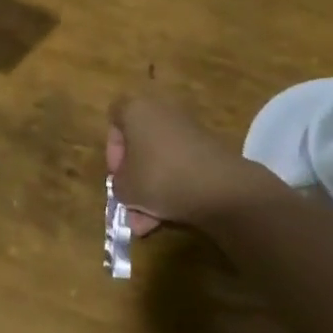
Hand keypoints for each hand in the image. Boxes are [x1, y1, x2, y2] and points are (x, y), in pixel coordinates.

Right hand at [106, 95, 274, 236]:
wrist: (219, 187)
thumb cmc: (160, 177)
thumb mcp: (125, 188)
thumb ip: (118, 185)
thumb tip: (127, 186)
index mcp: (136, 108)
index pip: (114, 118)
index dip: (113, 149)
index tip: (118, 175)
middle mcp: (161, 110)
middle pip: (139, 143)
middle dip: (134, 177)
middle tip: (132, 205)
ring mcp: (187, 128)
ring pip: (159, 158)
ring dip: (152, 189)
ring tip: (148, 224)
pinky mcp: (207, 147)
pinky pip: (180, 164)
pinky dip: (173, 186)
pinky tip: (170, 216)